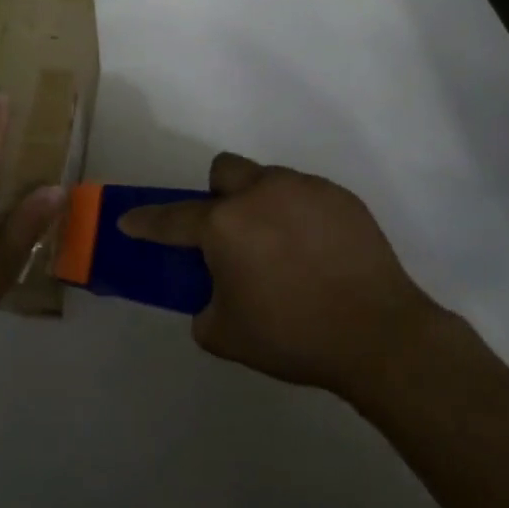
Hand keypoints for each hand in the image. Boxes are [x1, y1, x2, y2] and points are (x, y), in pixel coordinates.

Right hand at [118, 153, 449, 405]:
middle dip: (218, 195)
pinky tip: (317, 252)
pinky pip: (306, 195)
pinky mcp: (340, 197)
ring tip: (283, 248)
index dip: (146, 221)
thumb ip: (204, 310)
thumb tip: (211, 295)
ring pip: (268, 180)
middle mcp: (259, 194)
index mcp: (225, 225)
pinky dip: (300, 216)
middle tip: (231, 233)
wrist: (379, 335)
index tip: (129, 221)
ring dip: (261, 204)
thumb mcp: (227, 336)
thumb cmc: (293, 336)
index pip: (171, 218)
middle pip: (224, 171)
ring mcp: (304, 189)